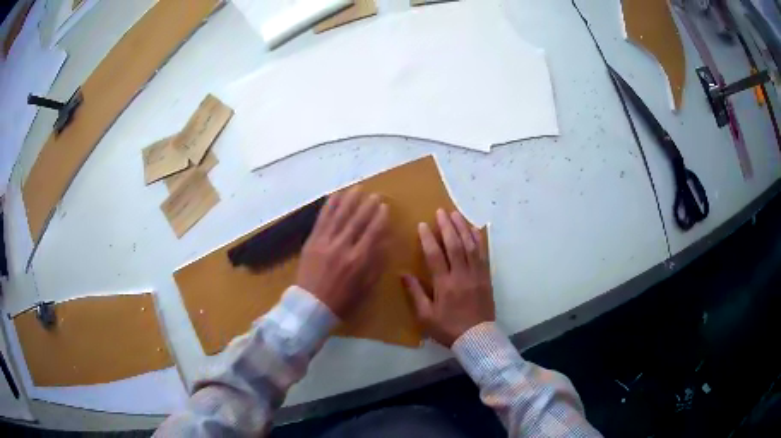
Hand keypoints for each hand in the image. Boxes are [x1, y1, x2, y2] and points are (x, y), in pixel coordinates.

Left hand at [296, 187, 388, 318]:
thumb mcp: (365, 287)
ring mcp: (325, 241)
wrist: (311, 305)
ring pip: (339, 215)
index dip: (380, 218)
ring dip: (350, 200)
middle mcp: (343, 246)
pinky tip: (336, 195)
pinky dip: (329, 205)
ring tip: (358, 188)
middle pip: (357, 220)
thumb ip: (376, 264)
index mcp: (359, 259)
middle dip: (367, 205)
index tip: (385, 208)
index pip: (373, 232)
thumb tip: (386, 242)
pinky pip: (322, 219)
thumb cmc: (342, 300)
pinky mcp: (312, 240)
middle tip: (375, 195)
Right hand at [402, 209, 493, 346]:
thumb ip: (415, 294)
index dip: (428, 239)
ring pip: (470, 246)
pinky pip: (483, 254)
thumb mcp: (426, 316)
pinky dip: (479, 240)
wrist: (476, 338)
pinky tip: (474, 229)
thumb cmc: (448, 328)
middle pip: (455, 245)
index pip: (435, 256)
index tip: (423, 224)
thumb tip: (403, 274)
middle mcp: (461, 275)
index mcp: (444, 285)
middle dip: (447, 226)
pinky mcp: (486, 277)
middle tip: (441, 211)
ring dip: (463, 228)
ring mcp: (476, 275)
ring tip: (456, 214)